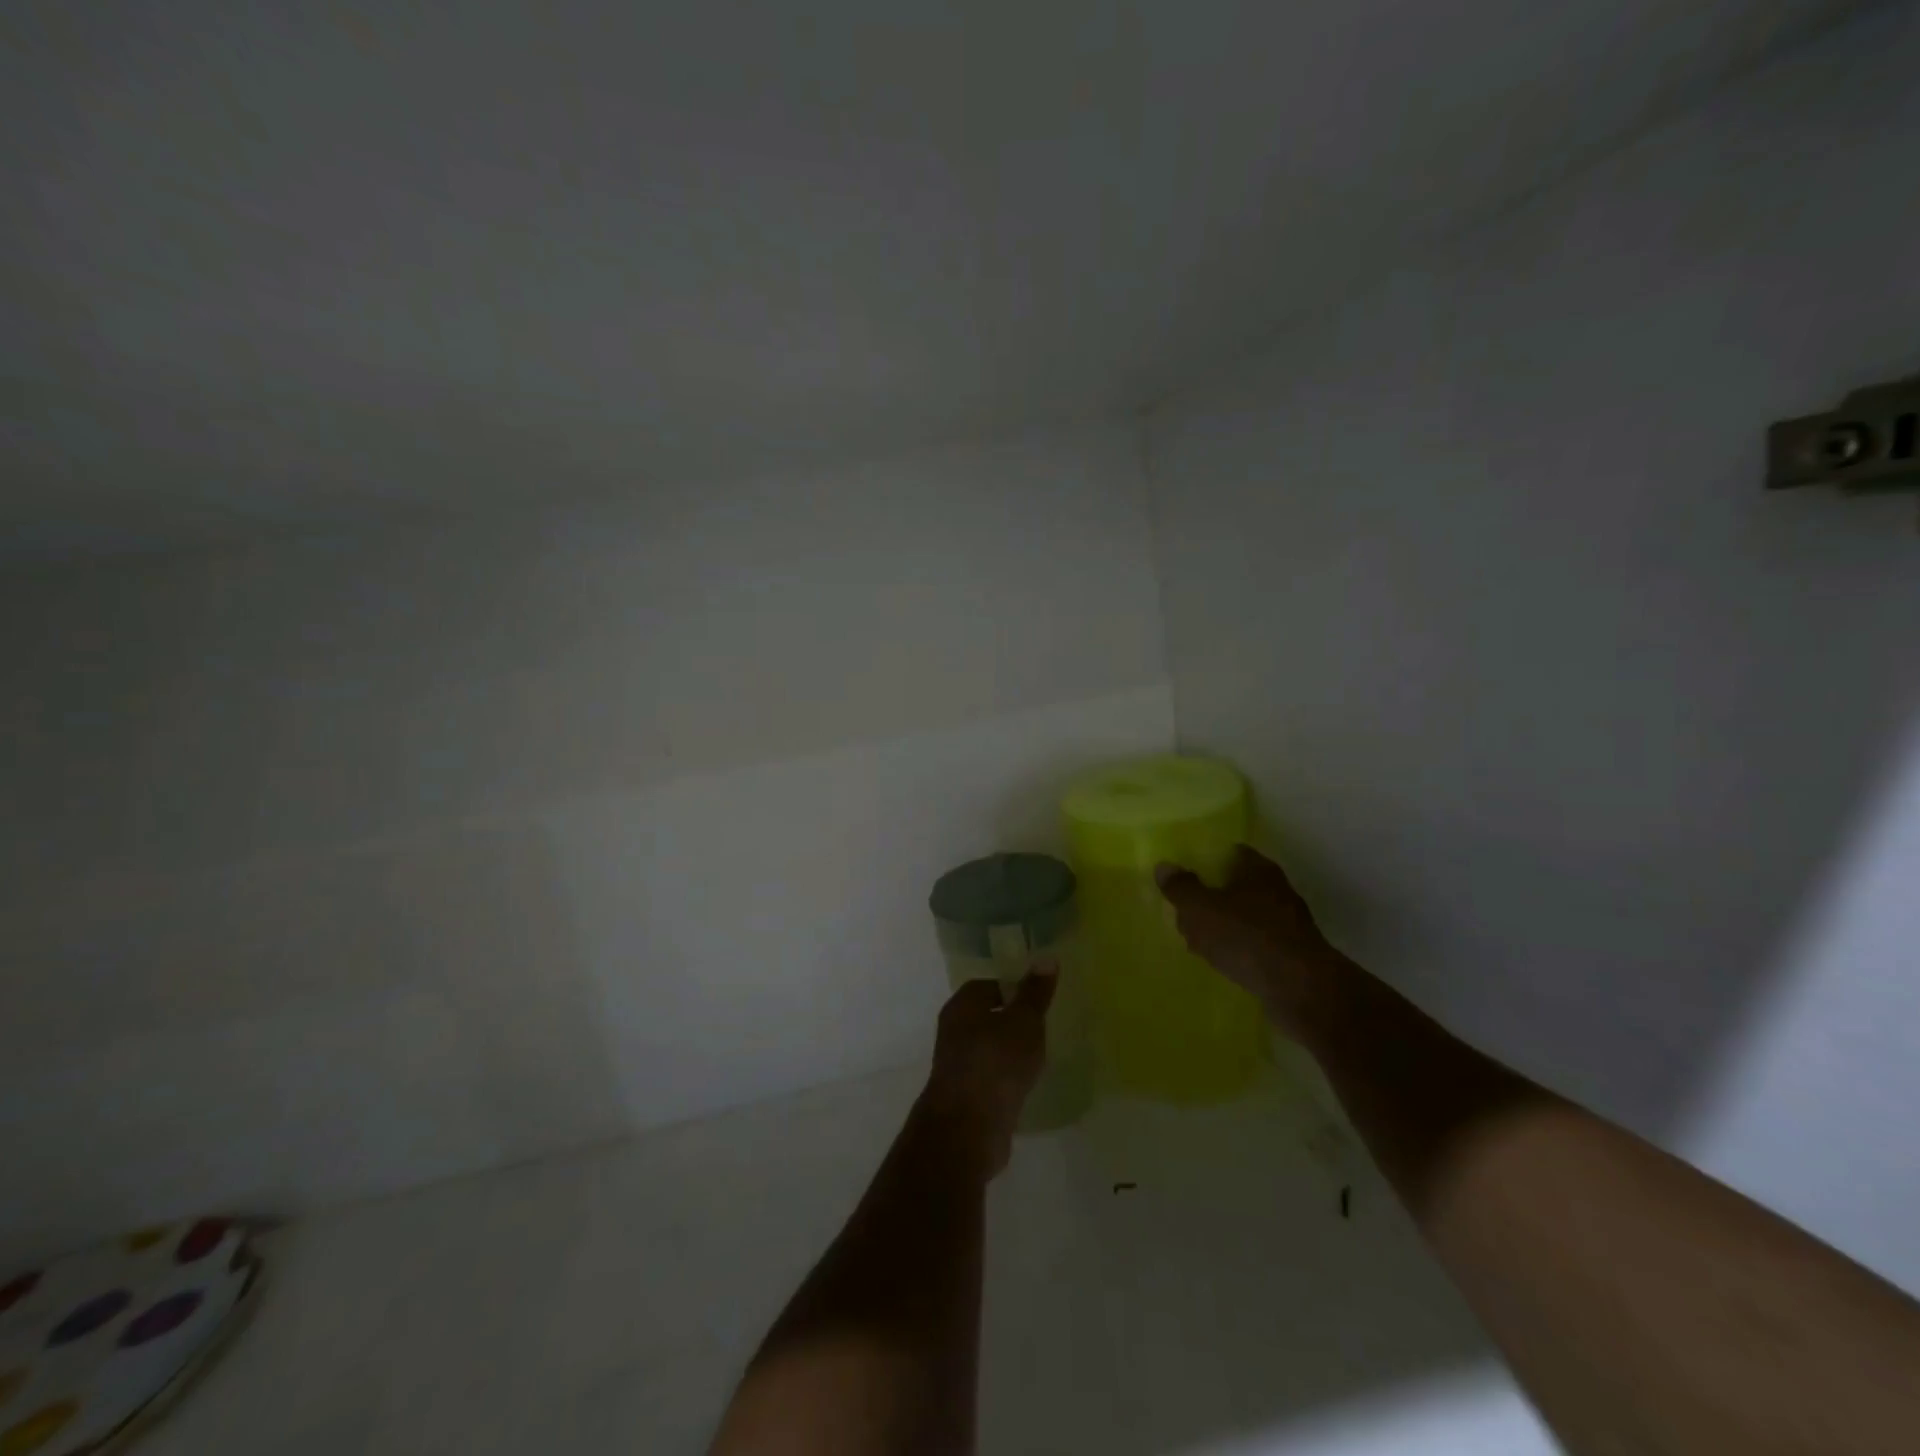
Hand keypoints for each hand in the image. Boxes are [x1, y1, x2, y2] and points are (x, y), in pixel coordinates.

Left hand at [920, 967, 1055, 1177]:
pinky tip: (1027, 1084)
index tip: (1039, 998)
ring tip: (1040, 1055)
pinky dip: (1007, 1077)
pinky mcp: (966, 1096)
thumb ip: (1035, 993)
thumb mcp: (1024, 1022)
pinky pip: (991, 1077)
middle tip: (1044, 1025)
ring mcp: (957, 1065)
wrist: (968, 1129)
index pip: (988, 985)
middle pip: (986, 1016)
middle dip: (1013, 1020)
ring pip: (988, 1049)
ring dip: (1010, 1051)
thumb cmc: (996, 1062)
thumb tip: (1046, 958)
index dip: (1013, 988)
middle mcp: (954, 1031)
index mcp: (962, 1005)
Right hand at [1155, 845, 1347, 1037]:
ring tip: (1197, 941)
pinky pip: (1256, 944)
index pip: (1228, 853)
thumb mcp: (1200, 909)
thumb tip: (1164, 866)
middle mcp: (1277, 889)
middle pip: (1236, 885)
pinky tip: (1222, 963)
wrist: (1300, 990)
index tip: (1182, 875)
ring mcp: (1288, 923)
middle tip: (1184, 911)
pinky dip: (1239, 949)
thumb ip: (1180, 887)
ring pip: (1245, 916)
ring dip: (1224, 926)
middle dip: (1211, 897)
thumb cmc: (1246, 937)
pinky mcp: (1292, 954)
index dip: (1204, 861)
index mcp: (1257, 868)